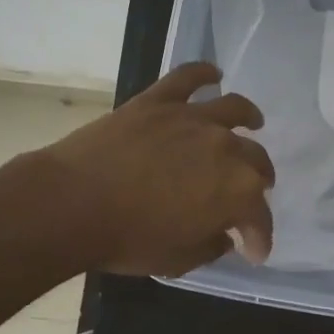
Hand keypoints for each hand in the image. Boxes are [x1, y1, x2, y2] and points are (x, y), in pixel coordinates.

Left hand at [40, 62, 274, 276]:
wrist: (73, 203)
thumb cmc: (128, 239)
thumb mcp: (178, 259)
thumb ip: (210, 245)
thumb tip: (223, 235)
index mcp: (236, 191)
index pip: (259, 217)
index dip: (259, 238)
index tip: (253, 250)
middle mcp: (225, 148)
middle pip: (255, 161)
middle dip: (259, 182)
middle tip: (252, 194)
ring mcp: (192, 118)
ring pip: (234, 110)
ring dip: (249, 118)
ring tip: (254, 122)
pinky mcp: (159, 100)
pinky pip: (188, 77)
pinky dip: (204, 73)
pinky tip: (214, 74)